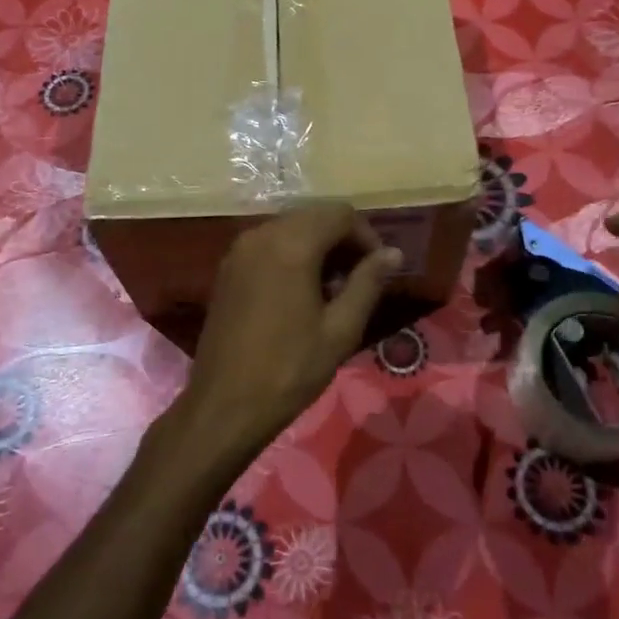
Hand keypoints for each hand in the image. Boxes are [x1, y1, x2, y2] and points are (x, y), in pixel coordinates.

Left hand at [178, 204, 401, 462]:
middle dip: (343, 239)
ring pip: (291, 227)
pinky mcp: (228, 267)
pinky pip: (269, 243)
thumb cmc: (289, 370)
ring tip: (334, 289)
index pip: (340, 214)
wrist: (224, 405)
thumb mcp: (340, 330)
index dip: (367, 236)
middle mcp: (262, 234)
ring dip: (318, 245)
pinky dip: (292, 253)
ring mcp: (240, 249)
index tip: (379, 269)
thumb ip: (368, 283)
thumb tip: (394, 253)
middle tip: (360, 279)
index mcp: (291, 244)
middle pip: (314, 215)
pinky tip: (302, 291)